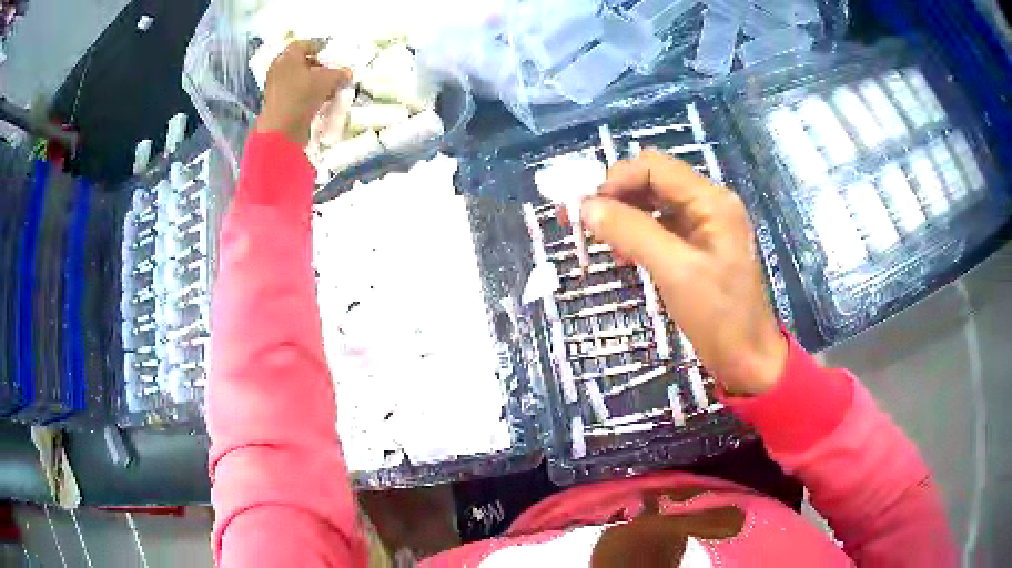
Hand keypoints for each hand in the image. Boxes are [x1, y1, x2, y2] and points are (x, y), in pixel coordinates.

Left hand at [257, 40, 352, 146]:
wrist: (281, 130)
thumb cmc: (303, 96)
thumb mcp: (328, 80)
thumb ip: (340, 73)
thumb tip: (347, 73)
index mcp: (288, 56)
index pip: (305, 44)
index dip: (320, 48)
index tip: (332, 55)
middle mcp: (279, 68)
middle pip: (301, 62)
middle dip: (317, 66)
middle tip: (331, 72)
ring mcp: (274, 86)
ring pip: (297, 77)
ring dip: (312, 81)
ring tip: (327, 89)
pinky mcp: (275, 102)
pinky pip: (293, 92)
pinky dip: (305, 93)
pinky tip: (317, 101)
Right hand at [581, 150, 786, 395]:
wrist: (748, 359)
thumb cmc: (719, 316)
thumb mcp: (675, 271)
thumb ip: (631, 232)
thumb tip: (585, 207)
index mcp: (711, 200)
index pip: (654, 167)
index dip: (616, 180)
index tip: (586, 210)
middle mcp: (708, 203)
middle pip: (652, 181)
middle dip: (616, 195)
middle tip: (583, 222)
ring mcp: (704, 225)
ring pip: (653, 204)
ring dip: (623, 215)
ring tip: (599, 241)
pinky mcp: (697, 247)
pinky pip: (660, 227)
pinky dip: (636, 234)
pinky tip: (622, 254)